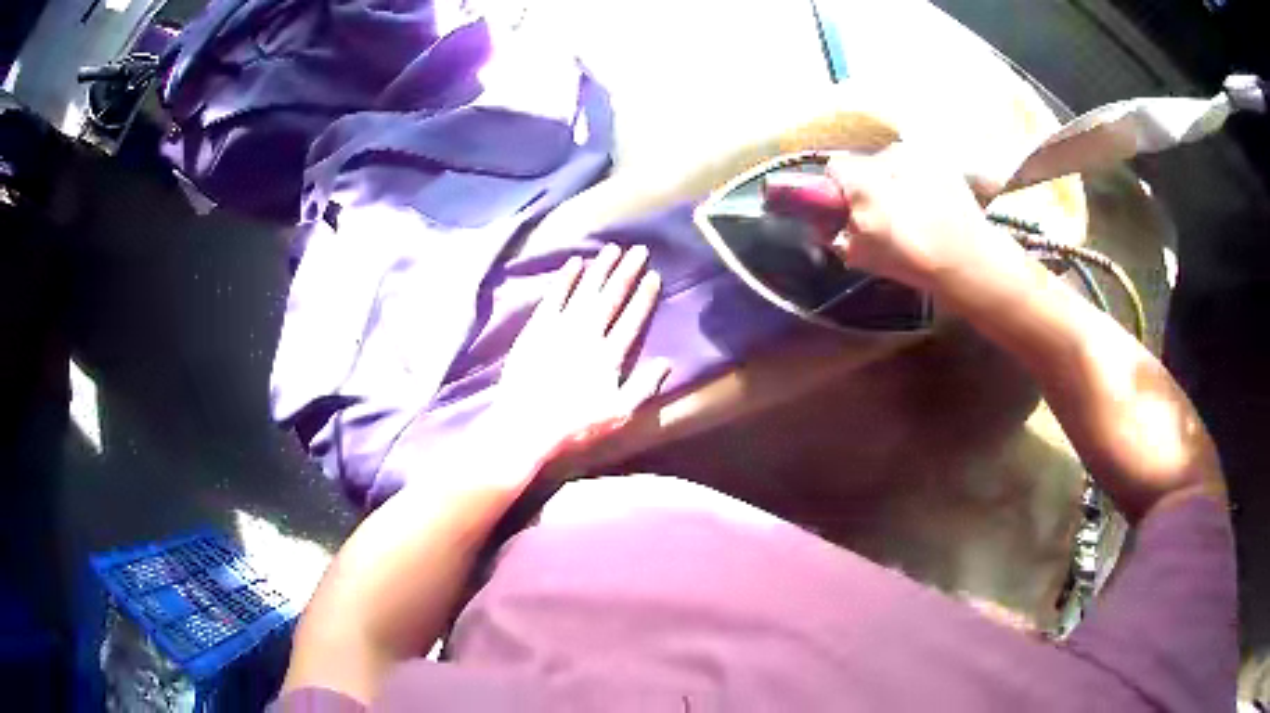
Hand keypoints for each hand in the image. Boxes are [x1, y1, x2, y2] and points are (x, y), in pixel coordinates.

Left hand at [489, 244, 670, 464]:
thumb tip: (667, 362)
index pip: (632, 320)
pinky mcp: (535, 330)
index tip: (654, 275)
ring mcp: (559, 329)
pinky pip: (553, 297)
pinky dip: (565, 279)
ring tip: (612, 248)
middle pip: (611, 298)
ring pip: (585, 291)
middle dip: (626, 272)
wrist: (524, 427)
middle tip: (639, 249)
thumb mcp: (618, 415)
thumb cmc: (573, 427)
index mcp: (609, 357)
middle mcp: (587, 336)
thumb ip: (644, 387)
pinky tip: (575, 263)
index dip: (644, 296)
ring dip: (600, 268)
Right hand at [764, 145, 1020, 293]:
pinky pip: (920, 166)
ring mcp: (921, 154)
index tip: (849, 213)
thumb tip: (828, 222)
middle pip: (867, 164)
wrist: (971, 263)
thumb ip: (838, 233)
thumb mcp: (864, 256)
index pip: (835, 169)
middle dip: (870, 186)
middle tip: (885, 218)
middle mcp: (889, 155)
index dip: (838, 191)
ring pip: (895, 164)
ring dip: (897, 183)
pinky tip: (933, 207)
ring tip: (914, 214)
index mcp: (864, 180)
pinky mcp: (945, 160)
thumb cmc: (915, 261)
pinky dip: (920, 181)